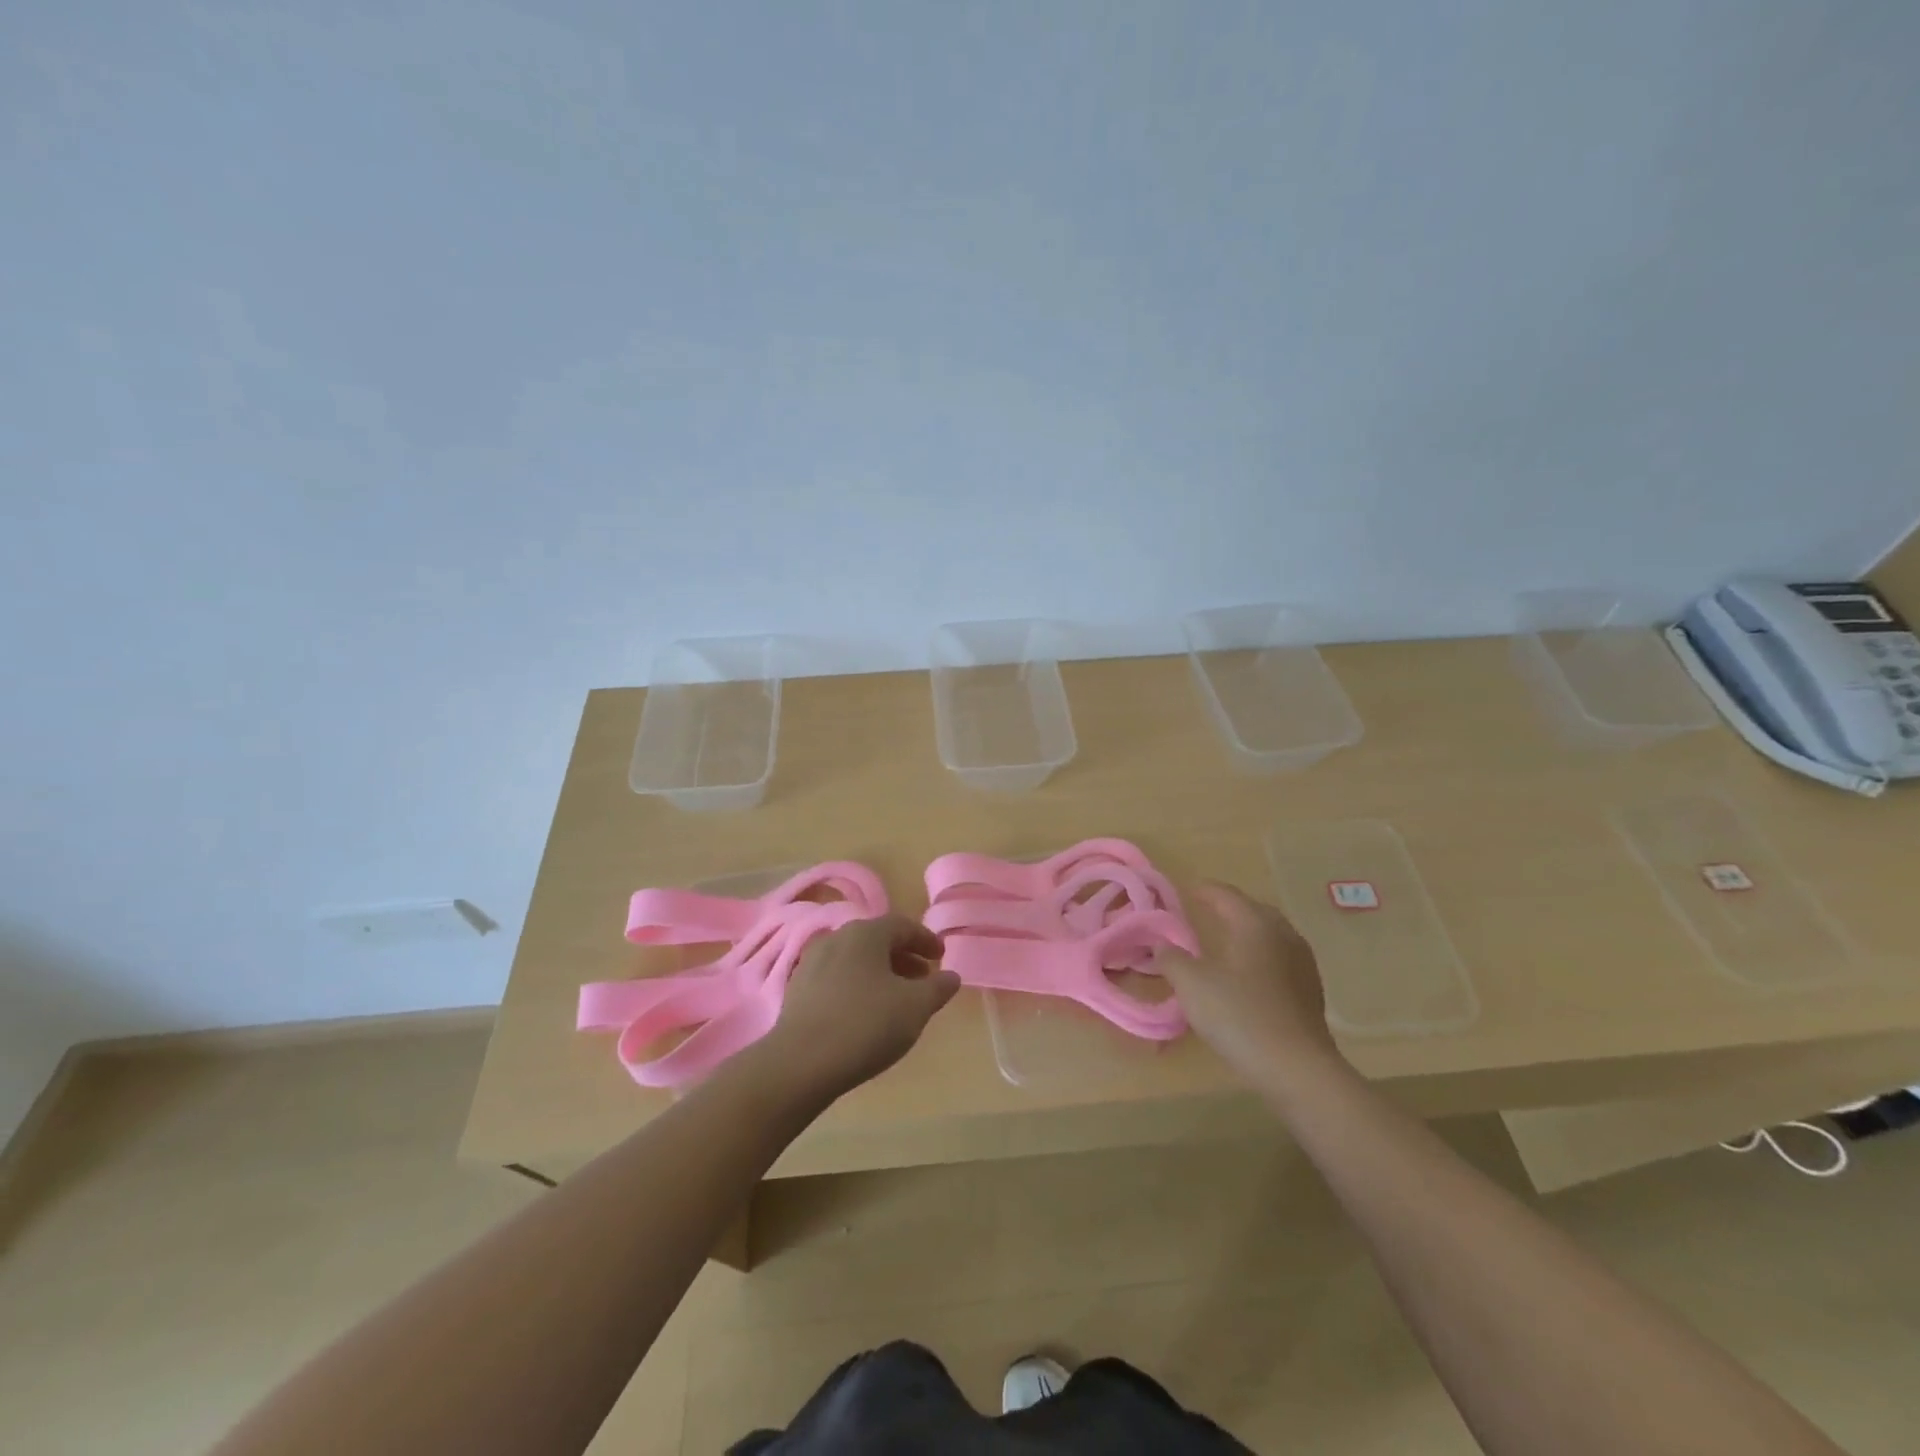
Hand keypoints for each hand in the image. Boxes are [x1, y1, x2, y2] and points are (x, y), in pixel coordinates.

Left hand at [758, 913, 959, 1100]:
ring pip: (856, 960)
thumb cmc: (865, 1025)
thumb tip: (951, 976)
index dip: (926, 940)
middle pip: (877, 940)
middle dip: (903, 957)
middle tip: (923, 978)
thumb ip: (938, 988)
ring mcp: (812, 962)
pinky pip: (837, 978)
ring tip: (896, 998)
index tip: (941, 957)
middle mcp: (837, 938)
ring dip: (880, 973)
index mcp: (866, 933)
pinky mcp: (797, 989)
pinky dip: (857, 986)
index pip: (903, 925)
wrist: (800, 1063)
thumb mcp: (915, 1007)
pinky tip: (864, 1013)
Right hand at [1159, 882, 1342, 1083]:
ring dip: (1246, 933)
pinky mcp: (1310, 992)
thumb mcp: (1191, 984)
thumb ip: (1171, 958)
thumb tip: (1161, 944)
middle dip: (1229, 908)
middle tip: (1205, 911)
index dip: (1204, 890)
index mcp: (1256, 924)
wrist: (1297, 1069)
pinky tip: (1247, 975)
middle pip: (1254, 910)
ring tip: (1225, 941)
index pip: (1227, 895)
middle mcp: (1284, 935)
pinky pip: (1280, 959)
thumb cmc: (1239, 1016)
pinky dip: (1259, 956)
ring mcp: (1302, 964)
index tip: (1186, 888)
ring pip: (1270, 935)